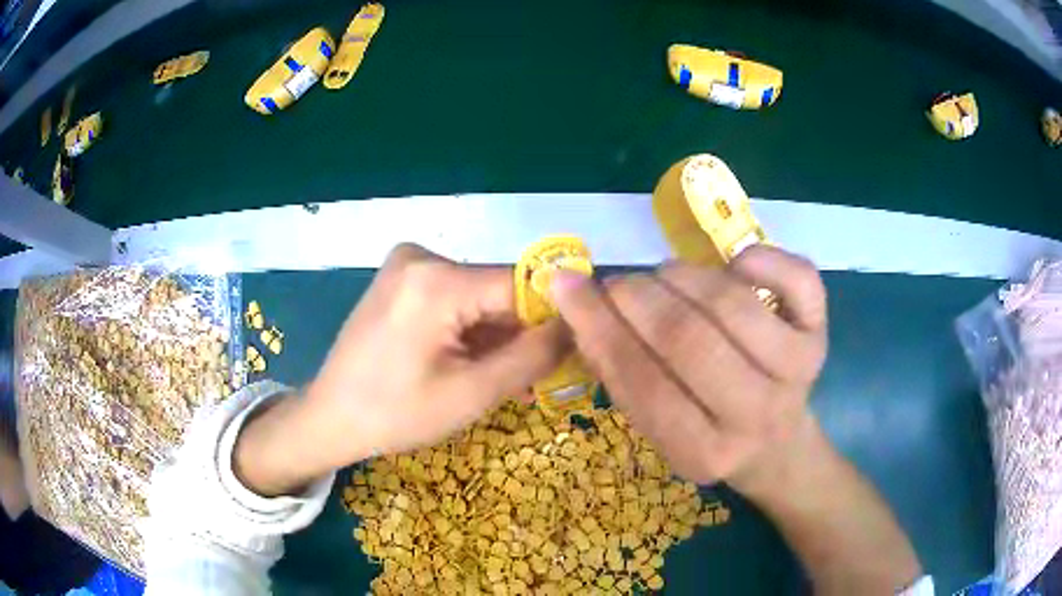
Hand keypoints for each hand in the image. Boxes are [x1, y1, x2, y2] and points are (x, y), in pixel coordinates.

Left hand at [236, 244, 569, 494]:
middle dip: (521, 331)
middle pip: (499, 289)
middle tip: (533, 377)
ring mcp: (408, 264)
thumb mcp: (473, 393)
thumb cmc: (396, 414)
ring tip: (502, 378)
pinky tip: (471, 362)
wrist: (330, 417)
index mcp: (437, 280)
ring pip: (480, 295)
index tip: (576, 347)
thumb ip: (534, 355)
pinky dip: (471, 328)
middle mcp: (422, 257)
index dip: (555, 315)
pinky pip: (455, 297)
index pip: (522, 285)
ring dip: (497, 334)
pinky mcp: (402, 278)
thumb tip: (579, 324)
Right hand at [550, 245, 827, 486]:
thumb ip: (622, 375)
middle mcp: (757, 416)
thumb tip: (578, 304)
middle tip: (620, 284)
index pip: (644, 385)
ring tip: (665, 276)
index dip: (601, 328)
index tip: (568, 287)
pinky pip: (796, 277)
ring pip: (733, 304)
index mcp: (705, 452)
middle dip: (640, 298)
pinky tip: (733, 267)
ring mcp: (799, 371)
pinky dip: (758, 259)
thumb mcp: (660, 428)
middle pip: (690, 339)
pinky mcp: (822, 334)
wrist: (778, 444)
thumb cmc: (709, 435)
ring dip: (685, 276)